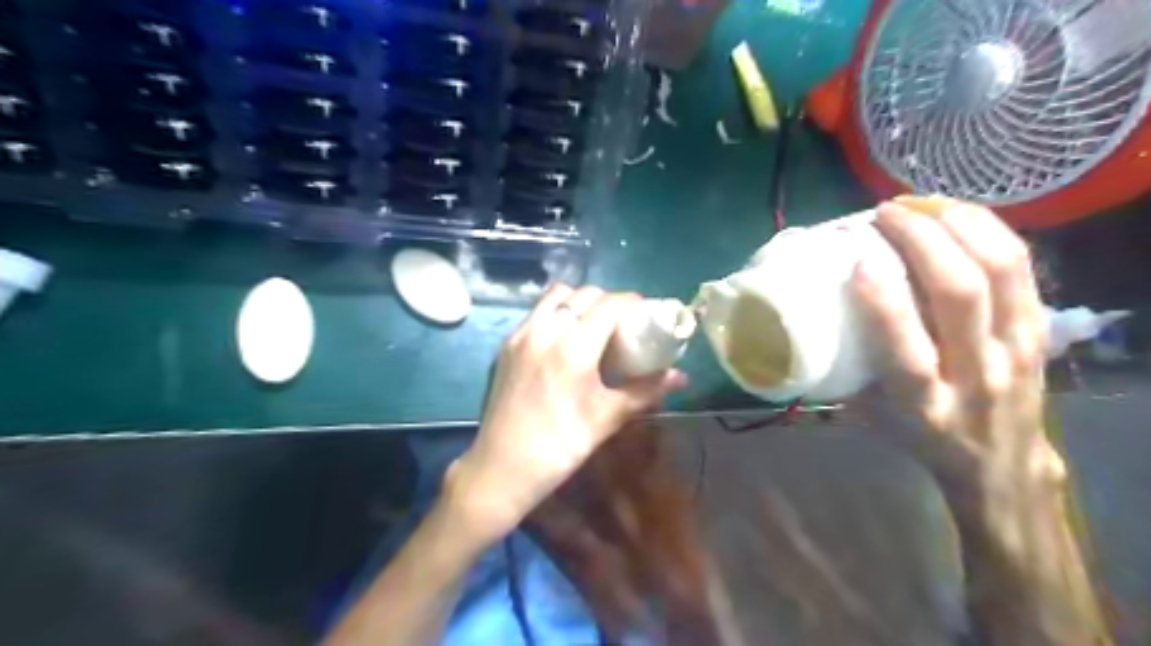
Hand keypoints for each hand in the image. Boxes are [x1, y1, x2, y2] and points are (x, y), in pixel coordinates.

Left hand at [444, 284, 686, 541]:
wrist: (502, 467)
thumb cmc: (561, 445)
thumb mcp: (607, 417)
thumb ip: (645, 391)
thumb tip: (680, 377)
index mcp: (573, 347)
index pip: (608, 304)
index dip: (632, 302)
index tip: (646, 312)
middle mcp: (545, 330)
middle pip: (583, 294)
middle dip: (608, 301)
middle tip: (622, 322)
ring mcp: (521, 334)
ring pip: (556, 296)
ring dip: (579, 301)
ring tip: (592, 325)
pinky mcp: (506, 345)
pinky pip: (537, 312)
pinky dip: (556, 312)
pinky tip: (564, 339)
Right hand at [854, 195, 1059, 506]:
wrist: (1001, 463)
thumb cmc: (919, 435)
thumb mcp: (869, 415)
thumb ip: (841, 370)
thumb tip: (809, 317)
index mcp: (923, 402)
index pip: (906, 350)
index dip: (883, 301)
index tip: (857, 259)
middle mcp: (975, 373)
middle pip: (960, 294)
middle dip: (922, 239)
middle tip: (885, 213)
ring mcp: (1015, 348)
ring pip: (1001, 270)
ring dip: (958, 224)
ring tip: (920, 203)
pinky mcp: (1038, 329)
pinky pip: (1021, 266)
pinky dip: (989, 230)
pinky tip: (957, 214)